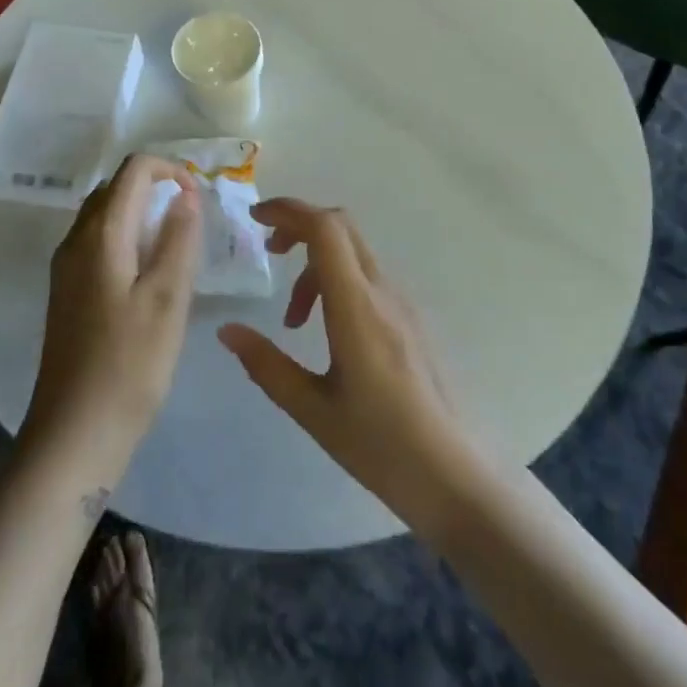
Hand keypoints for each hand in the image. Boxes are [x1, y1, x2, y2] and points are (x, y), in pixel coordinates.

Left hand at [24, 156, 202, 476]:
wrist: (73, 433)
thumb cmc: (129, 365)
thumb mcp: (168, 299)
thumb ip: (178, 239)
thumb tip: (184, 195)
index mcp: (101, 235)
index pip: (133, 170)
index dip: (169, 170)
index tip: (198, 197)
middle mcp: (75, 240)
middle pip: (115, 188)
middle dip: (155, 188)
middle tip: (192, 219)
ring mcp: (66, 267)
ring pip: (104, 215)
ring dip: (141, 213)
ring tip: (176, 243)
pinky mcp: (66, 291)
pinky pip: (97, 242)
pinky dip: (127, 237)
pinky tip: (148, 273)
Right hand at [217, 200, 474, 525]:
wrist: (460, 477)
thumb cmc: (382, 446)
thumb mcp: (313, 411)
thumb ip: (267, 365)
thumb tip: (227, 330)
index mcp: (357, 307)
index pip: (325, 228)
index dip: (288, 210)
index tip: (255, 217)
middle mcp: (383, 292)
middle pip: (341, 227)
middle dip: (300, 226)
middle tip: (269, 251)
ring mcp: (404, 303)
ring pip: (354, 253)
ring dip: (317, 263)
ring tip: (294, 319)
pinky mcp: (413, 320)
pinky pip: (369, 278)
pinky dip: (338, 282)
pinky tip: (328, 332)